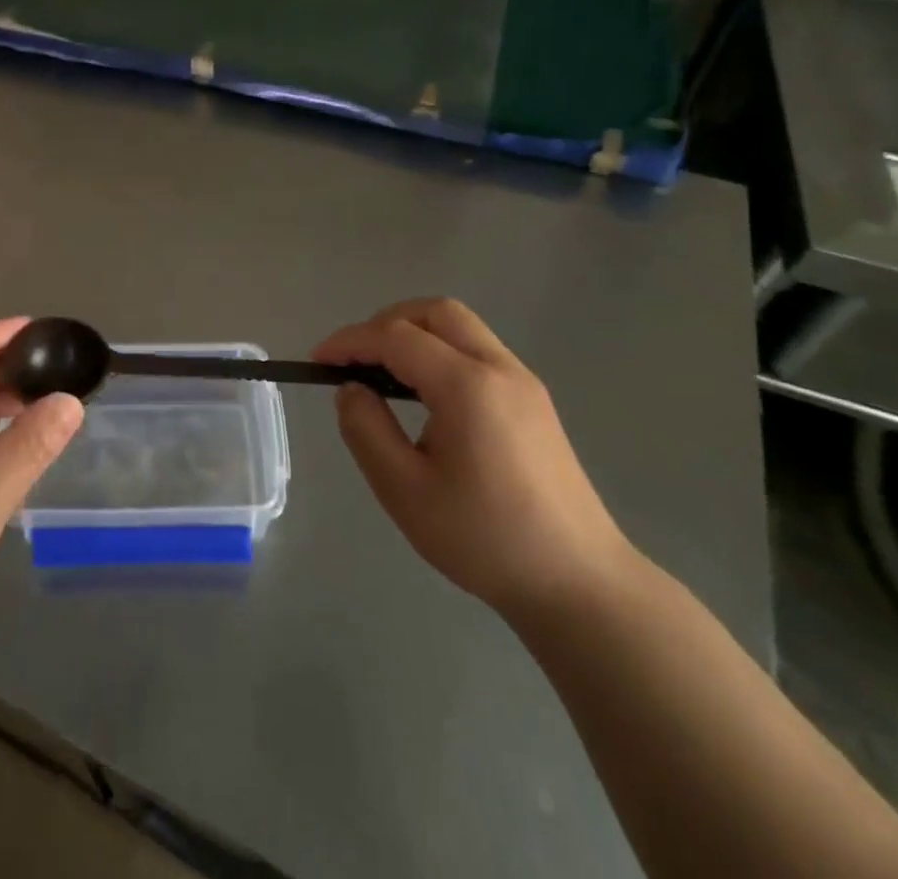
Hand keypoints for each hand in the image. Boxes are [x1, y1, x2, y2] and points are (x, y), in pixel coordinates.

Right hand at [317, 297, 635, 621]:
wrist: (580, 585)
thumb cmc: (485, 540)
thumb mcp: (404, 491)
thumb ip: (366, 429)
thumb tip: (351, 389)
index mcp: (467, 385)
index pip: (395, 336)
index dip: (350, 341)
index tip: (317, 361)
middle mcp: (499, 368)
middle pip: (434, 312)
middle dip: (385, 323)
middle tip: (355, 360)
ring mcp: (523, 382)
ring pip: (460, 327)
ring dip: (414, 335)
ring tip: (383, 376)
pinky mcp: (533, 400)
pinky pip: (477, 351)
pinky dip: (440, 352)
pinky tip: (424, 396)